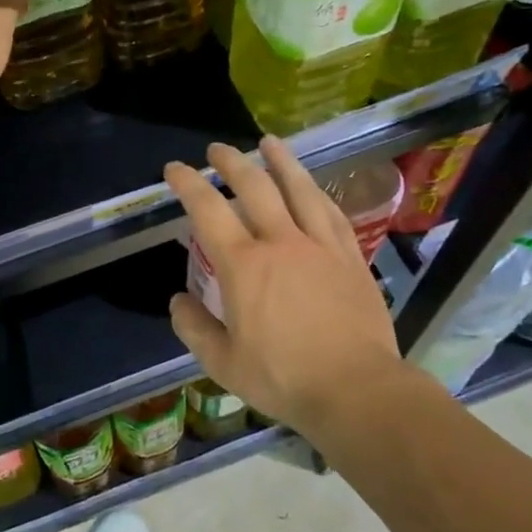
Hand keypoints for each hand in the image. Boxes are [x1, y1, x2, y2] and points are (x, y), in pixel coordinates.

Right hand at [165, 137, 407, 437]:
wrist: (357, 389)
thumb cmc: (284, 378)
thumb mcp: (223, 363)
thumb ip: (194, 328)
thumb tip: (178, 300)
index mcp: (244, 265)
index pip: (208, 210)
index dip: (188, 183)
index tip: (175, 169)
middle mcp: (281, 242)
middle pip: (254, 187)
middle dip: (231, 163)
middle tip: (217, 150)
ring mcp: (320, 246)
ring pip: (299, 190)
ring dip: (280, 162)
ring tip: (269, 142)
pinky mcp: (350, 257)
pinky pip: (331, 213)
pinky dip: (317, 193)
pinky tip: (312, 186)